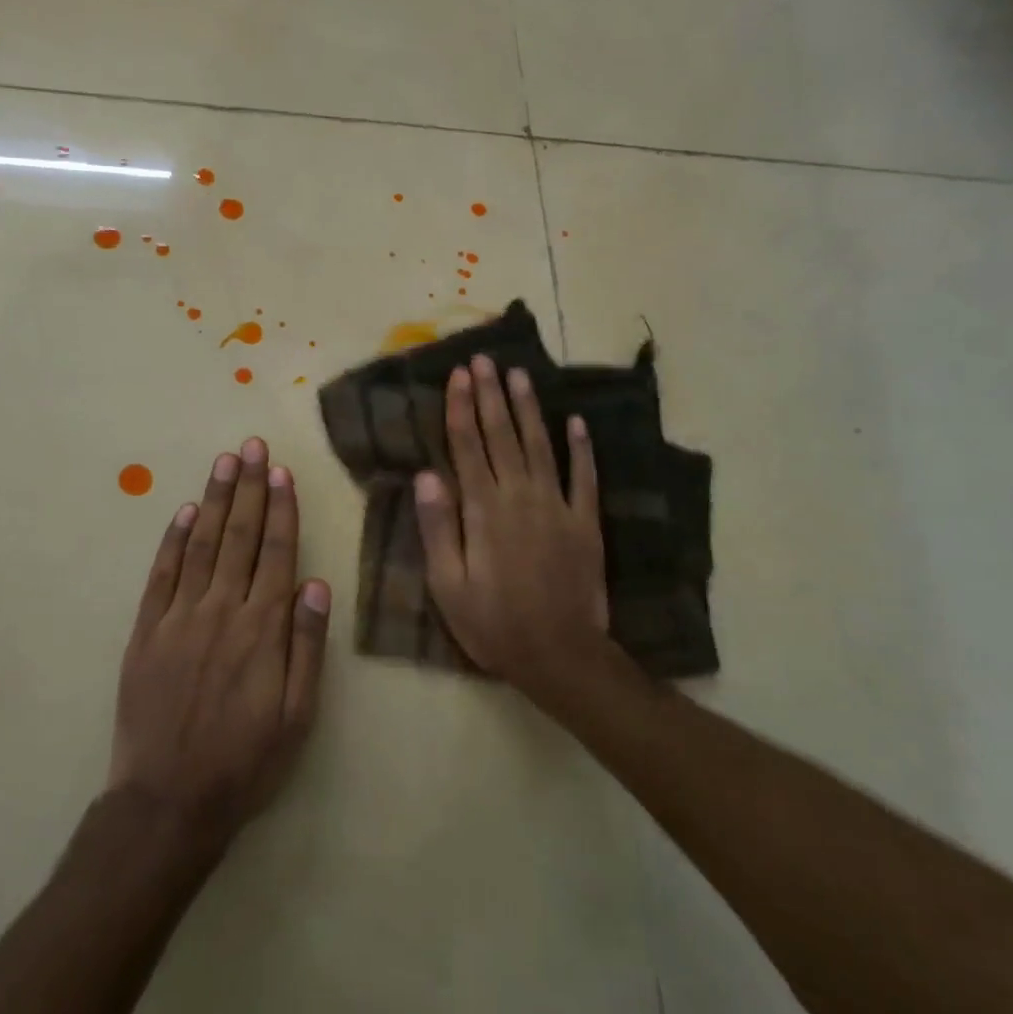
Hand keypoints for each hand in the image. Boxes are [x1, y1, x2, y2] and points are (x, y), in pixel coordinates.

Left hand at [107, 437, 330, 846]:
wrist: (169, 800)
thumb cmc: (245, 761)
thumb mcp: (298, 714)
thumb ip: (307, 645)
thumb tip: (316, 583)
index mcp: (263, 629)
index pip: (277, 553)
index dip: (281, 510)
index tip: (281, 472)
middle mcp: (221, 610)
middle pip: (240, 537)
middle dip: (249, 488)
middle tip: (252, 446)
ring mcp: (179, 618)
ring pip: (202, 545)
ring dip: (215, 500)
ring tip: (225, 462)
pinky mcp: (146, 632)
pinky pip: (162, 575)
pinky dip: (174, 540)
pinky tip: (186, 512)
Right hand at [415, 356, 614, 701]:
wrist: (560, 654)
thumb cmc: (493, 623)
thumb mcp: (448, 585)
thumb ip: (438, 528)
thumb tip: (426, 475)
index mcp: (483, 510)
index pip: (468, 446)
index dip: (461, 407)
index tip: (458, 375)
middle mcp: (520, 496)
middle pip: (502, 435)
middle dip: (491, 394)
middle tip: (484, 359)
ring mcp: (558, 506)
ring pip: (540, 445)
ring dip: (529, 408)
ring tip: (520, 374)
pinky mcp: (585, 522)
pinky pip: (584, 476)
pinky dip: (581, 448)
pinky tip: (576, 421)